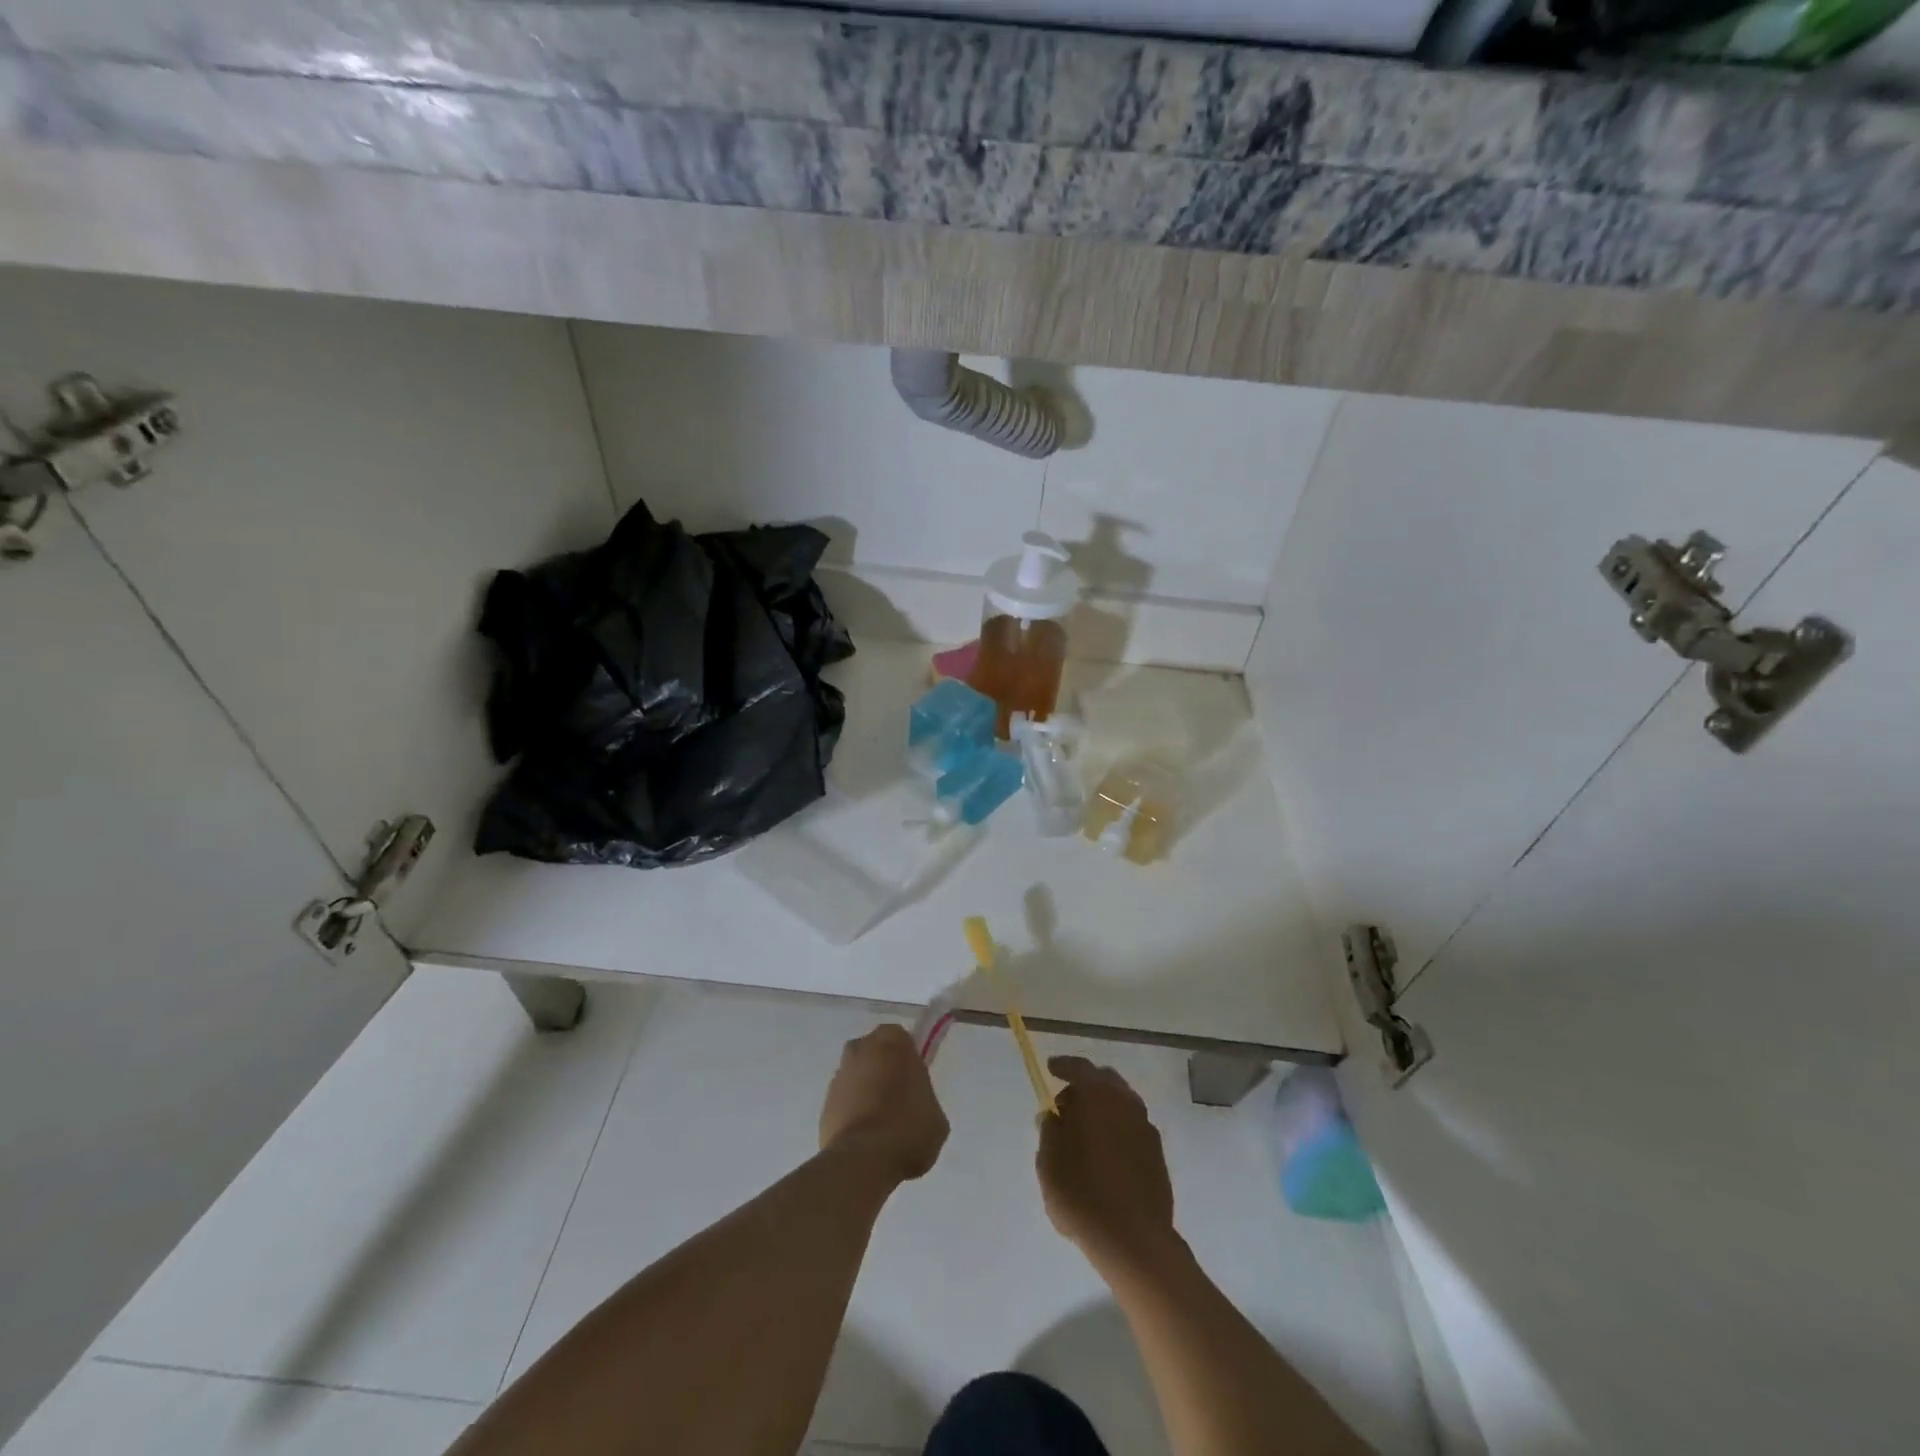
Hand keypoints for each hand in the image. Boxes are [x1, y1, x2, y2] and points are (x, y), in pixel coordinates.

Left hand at [820, 1024, 949, 1184]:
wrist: (864, 1160)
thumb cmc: (908, 1128)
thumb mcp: (936, 1115)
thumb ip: (924, 1099)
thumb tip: (915, 1106)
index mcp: (893, 1042)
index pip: (901, 1038)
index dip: (907, 1059)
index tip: (914, 1081)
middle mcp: (862, 1049)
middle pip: (873, 1052)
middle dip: (882, 1068)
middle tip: (898, 1097)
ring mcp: (839, 1076)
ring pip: (855, 1075)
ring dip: (864, 1090)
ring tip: (880, 1122)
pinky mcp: (824, 1103)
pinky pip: (843, 1101)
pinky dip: (851, 1111)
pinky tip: (864, 1136)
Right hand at [1037, 1056, 1178, 1275]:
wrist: (1134, 1241)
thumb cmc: (1082, 1195)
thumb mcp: (1049, 1163)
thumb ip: (1049, 1132)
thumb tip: (1054, 1116)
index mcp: (1097, 1096)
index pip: (1079, 1068)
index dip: (1063, 1066)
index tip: (1051, 1068)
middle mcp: (1125, 1102)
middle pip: (1104, 1081)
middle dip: (1085, 1086)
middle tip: (1066, 1105)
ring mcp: (1146, 1127)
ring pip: (1121, 1103)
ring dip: (1103, 1108)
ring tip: (1084, 1132)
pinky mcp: (1157, 1153)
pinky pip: (1132, 1126)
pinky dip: (1116, 1128)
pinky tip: (1105, 1152)